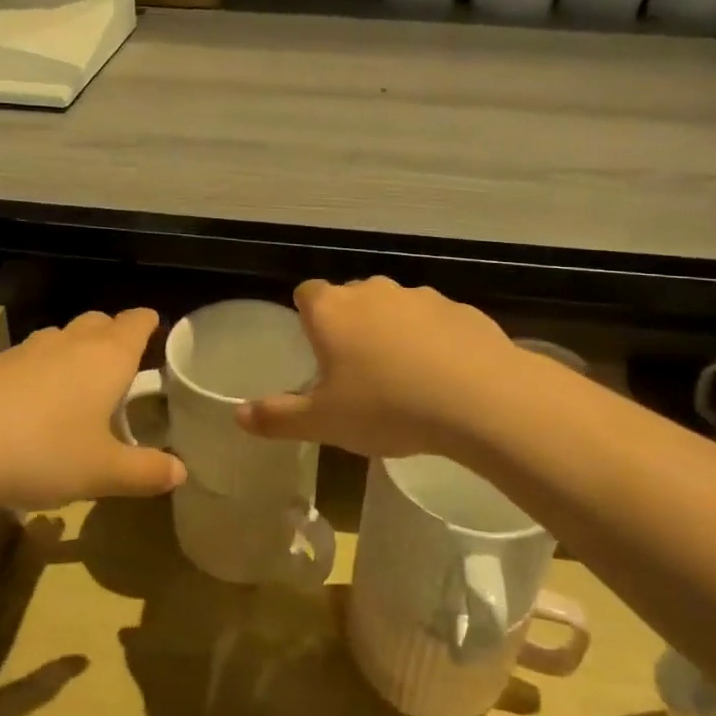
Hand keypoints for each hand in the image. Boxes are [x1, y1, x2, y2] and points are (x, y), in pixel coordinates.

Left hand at [0, 308, 184, 509]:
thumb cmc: (43, 450)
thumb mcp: (101, 471)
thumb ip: (144, 471)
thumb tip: (181, 472)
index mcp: (107, 357)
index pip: (137, 321)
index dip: (150, 324)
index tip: (156, 334)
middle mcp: (71, 341)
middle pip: (100, 321)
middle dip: (114, 336)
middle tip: (121, 368)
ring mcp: (28, 349)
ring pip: (62, 337)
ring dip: (75, 352)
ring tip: (78, 388)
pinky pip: (29, 357)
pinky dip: (40, 371)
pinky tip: (31, 407)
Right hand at [237, 278, 515, 460]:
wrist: (479, 398)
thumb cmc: (387, 407)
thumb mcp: (325, 423)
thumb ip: (278, 417)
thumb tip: (237, 416)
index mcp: (332, 311)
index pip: (306, 293)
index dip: (307, 315)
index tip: (315, 346)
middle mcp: (372, 292)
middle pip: (350, 298)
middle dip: (349, 325)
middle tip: (355, 369)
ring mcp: (419, 296)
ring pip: (394, 308)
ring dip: (392, 331)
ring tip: (402, 377)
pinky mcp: (460, 309)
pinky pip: (435, 321)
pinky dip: (432, 340)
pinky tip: (443, 376)